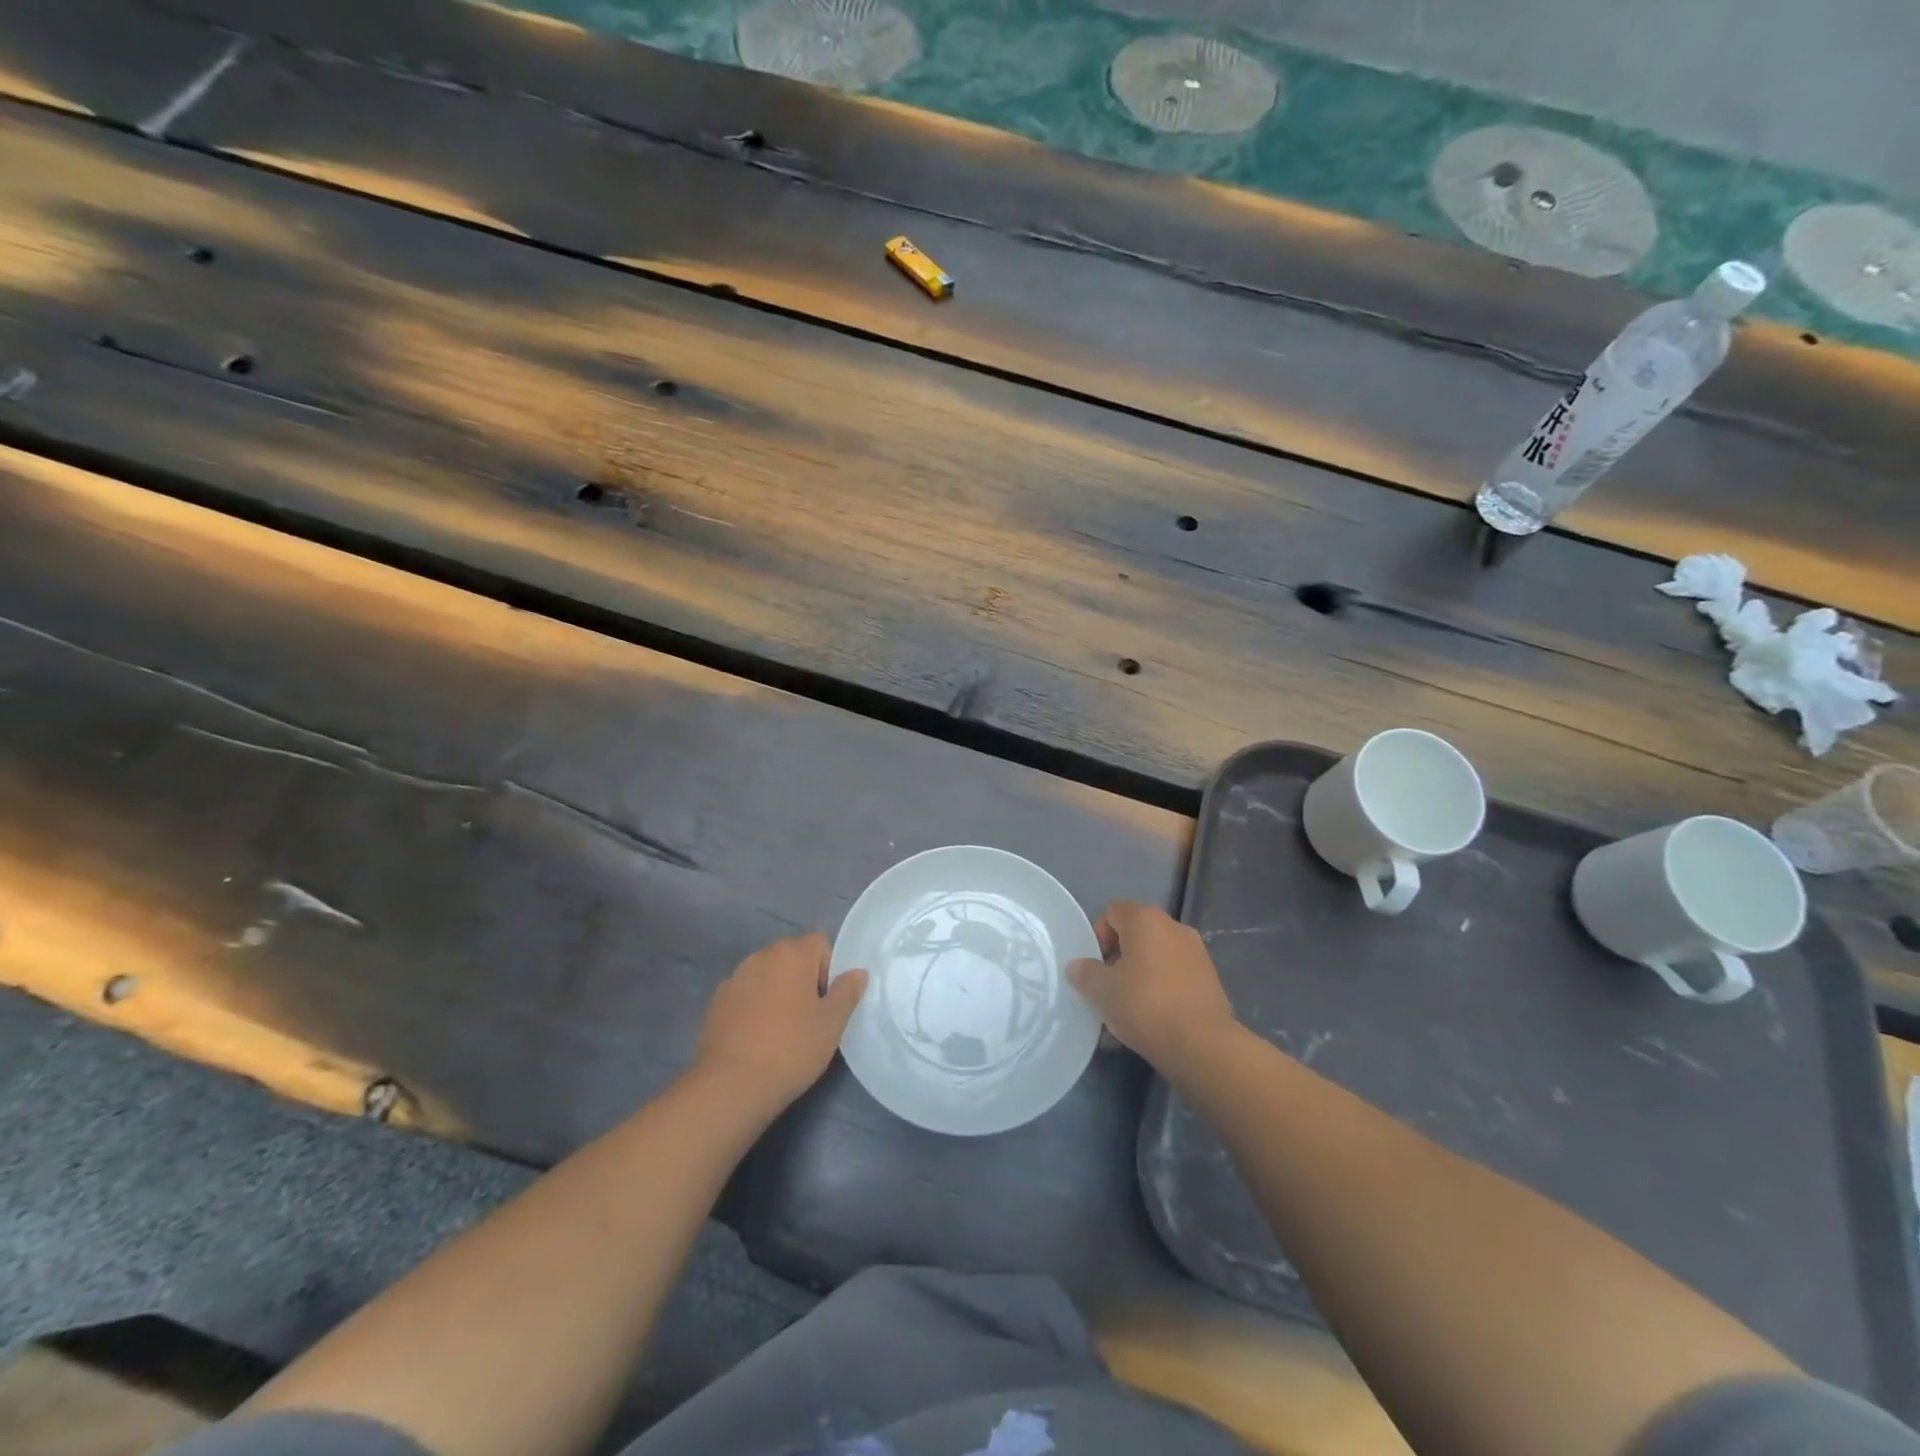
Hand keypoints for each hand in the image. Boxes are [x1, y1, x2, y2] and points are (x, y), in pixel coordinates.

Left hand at [695, 933, 866, 1112]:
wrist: (731, 1086)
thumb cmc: (791, 1049)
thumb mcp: (832, 1024)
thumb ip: (847, 991)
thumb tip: (857, 972)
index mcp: (792, 954)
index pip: (820, 943)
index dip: (828, 969)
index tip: (826, 1002)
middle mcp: (761, 956)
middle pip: (791, 957)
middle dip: (803, 979)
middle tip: (808, 1017)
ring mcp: (734, 978)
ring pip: (767, 976)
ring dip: (777, 991)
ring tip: (781, 1030)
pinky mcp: (716, 1002)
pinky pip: (745, 994)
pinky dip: (754, 1006)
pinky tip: (756, 1038)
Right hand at [1068, 902, 1236, 1073]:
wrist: (1201, 1043)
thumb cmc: (1144, 1004)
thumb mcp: (1101, 990)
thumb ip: (1086, 973)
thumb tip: (1078, 966)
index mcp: (1145, 919)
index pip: (1112, 913)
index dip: (1098, 937)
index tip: (1096, 967)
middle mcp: (1174, 927)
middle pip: (1136, 934)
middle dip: (1120, 958)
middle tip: (1110, 988)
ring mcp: (1197, 952)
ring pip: (1157, 957)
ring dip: (1141, 975)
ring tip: (1130, 1010)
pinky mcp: (1211, 980)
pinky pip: (1176, 976)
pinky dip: (1162, 990)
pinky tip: (1154, 1020)